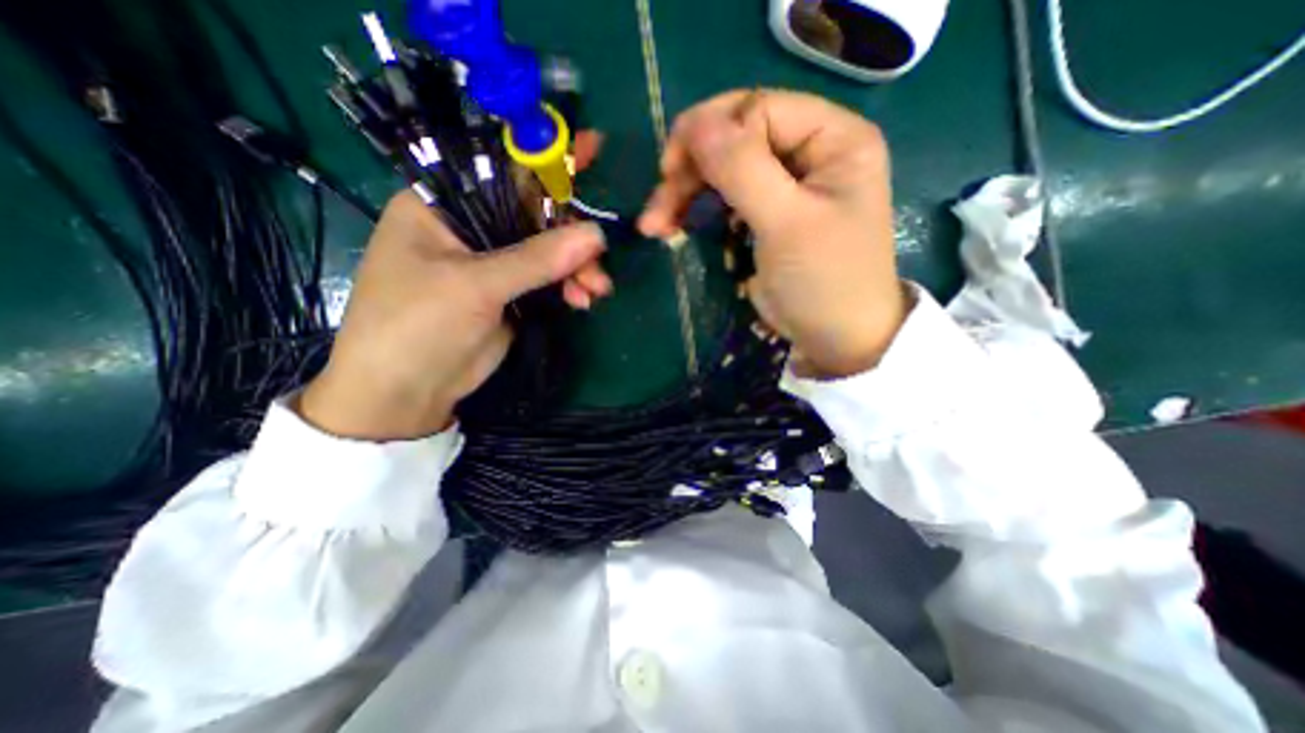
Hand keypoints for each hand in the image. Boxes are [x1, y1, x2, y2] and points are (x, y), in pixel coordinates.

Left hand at [302, 188, 610, 440]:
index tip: (592, 152)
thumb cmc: (418, 326)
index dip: (547, 160)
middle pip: (534, 214)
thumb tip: (597, 234)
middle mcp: (469, 228)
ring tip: (596, 290)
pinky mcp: (510, 292)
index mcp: (441, 206)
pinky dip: (570, 287)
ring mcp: (493, 262)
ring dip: (577, 268)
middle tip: (599, 260)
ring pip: (548, 250)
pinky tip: (583, 301)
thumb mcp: (475, 287)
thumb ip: (536, 259)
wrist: (408, 392)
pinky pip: (550, 279)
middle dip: (571, 236)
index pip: (500, 170)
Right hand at [642, 90, 908, 377]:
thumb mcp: (786, 224)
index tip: (671, 171)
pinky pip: (725, 200)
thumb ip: (743, 168)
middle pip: (736, 139)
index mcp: (834, 138)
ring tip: (653, 225)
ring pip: (723, 171)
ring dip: (685, 194)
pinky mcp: (767, 216)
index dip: (711, 134)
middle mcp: (811, 152)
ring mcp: (786, 186)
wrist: (836, 340)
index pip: (759, 110)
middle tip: (655, 207)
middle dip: (690, 170)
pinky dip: (697, 211)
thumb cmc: (824, 282)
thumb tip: (695, 122)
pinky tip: (673, 228)